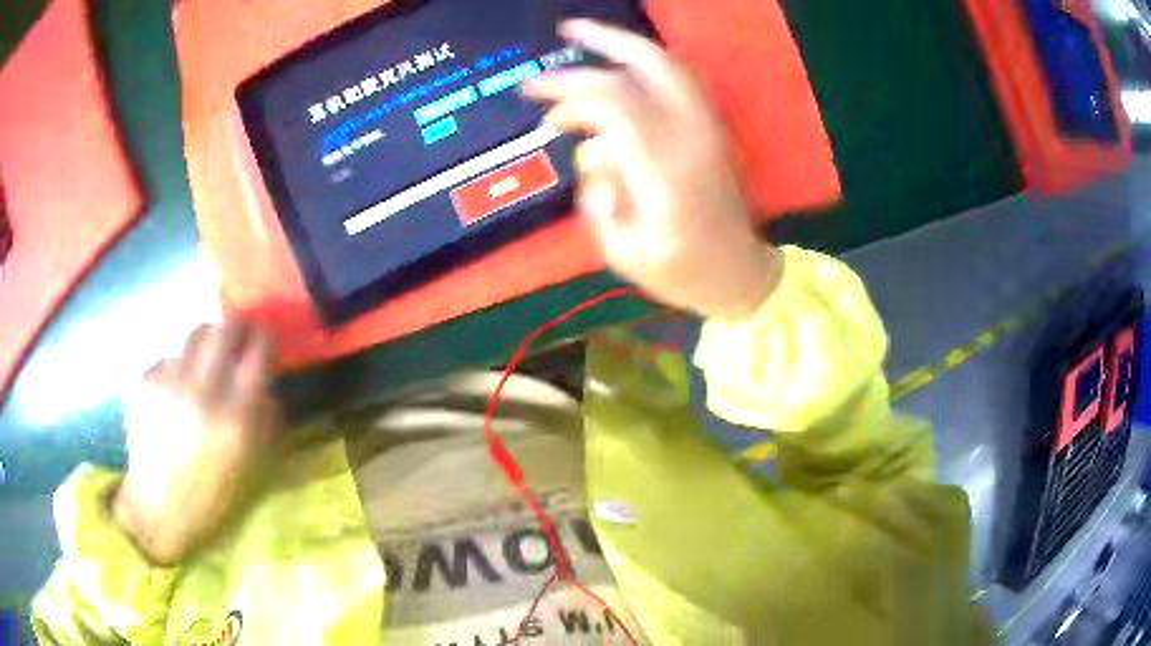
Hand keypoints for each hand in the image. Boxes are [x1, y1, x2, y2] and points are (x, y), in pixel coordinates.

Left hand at [113, 322, 277, 565]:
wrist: (159, 512)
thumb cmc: (214, 498)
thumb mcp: (255, 469)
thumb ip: (267, 421)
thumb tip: (266, 382)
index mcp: (236, 419)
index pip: (257, 351)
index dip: (264, 337)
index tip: (264, 338)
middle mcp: (202, 393)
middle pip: (225, 327)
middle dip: (237, 326)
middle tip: (238, 337)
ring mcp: (169, 385)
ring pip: (195, 334)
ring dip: (207, 343)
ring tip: (205, 363)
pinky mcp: (144, 384)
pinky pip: (169, 358)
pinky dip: (178, 369)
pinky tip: (176, 395)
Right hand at [522, 20, 782, 318]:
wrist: (737, 273)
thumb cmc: (678, 272)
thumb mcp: (622, 249)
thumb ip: (599, 194)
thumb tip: (592, 152)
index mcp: (666, 170)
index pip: (615, 102)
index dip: (571, 90)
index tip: (535, 97)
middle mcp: (691, 135)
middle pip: (648, 64)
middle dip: (602, 42)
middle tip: (563, 32)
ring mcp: (708, 126)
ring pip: (668, 64)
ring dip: (625, 44)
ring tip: (584, 37)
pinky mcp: (711, 126)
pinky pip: (678, 79)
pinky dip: (645, 63)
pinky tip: (617, 65)